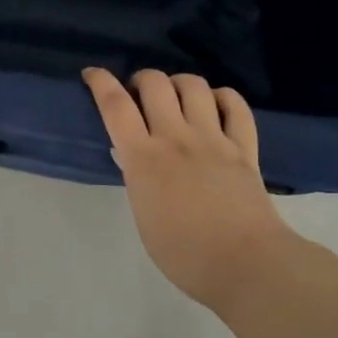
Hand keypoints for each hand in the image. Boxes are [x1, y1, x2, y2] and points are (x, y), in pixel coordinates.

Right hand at [83, 67, 293, 309]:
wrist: (245, 264)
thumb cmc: (184, 254)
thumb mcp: (144, 216)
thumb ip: (139, 179)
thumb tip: (134, 156)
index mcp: (144, 159)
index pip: (115, 106)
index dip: (100, 83)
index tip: (92, 73)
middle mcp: (176, 138)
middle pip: (154, 83)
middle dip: (141, 79)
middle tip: (139, 95)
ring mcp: (213, 138)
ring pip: (193, 85)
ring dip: (179, 83)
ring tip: (177, 98)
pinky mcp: (244, 146)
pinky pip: (235, 105)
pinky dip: (222, 97)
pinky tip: (215, 106)